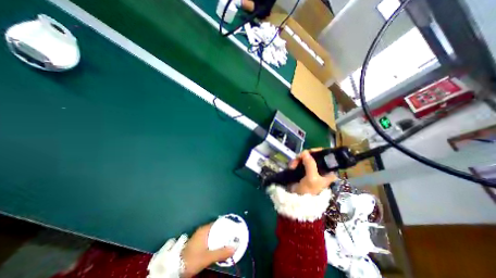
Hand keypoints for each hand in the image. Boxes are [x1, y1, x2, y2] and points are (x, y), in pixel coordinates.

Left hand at [182, 224, 235, 277]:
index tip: (234, 227)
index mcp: (204, 230)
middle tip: (234, 235)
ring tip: (229, 241)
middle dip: (225, 232)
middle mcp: (202, 231)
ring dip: (220, 237)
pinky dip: (216, 241)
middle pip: (216, 228)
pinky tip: (220, 247)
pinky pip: (210, 239)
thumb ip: (221, 252)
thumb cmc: (192, 259)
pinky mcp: (198, 243)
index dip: (226, 225)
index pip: (218, 223)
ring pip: (213, 234)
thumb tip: (235, 247)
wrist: (175, 268)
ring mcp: (200, 237)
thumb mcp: (207, 257)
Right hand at [289, 148, 339, 194]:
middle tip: (297, 159)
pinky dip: (295, 162)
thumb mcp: (312, 178)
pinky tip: (291, 166)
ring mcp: (311, 169)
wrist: (297, 200)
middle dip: (304, 156)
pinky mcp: (303, 170)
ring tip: (292, 166)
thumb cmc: (308, 191)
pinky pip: (299, 161)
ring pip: (305, 157)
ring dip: (297, 160)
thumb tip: (305, 152)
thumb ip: (310, 164)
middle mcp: (321, 168)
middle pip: (313, 155)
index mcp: (328, 171)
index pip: (325, 155)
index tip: (307, 152)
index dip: (317, 151)